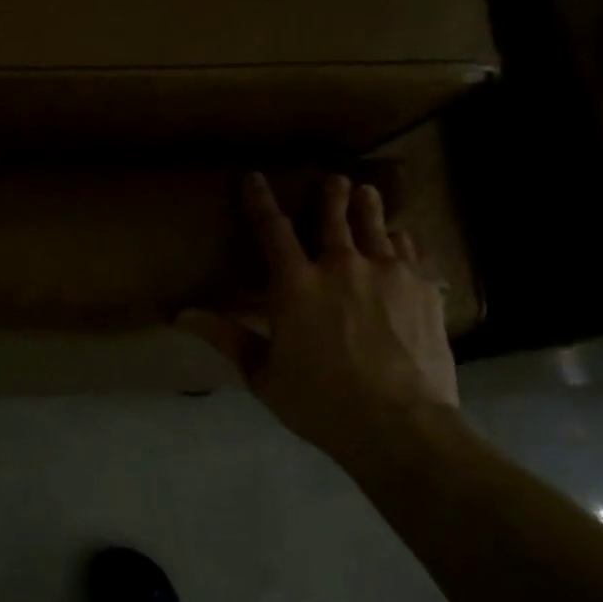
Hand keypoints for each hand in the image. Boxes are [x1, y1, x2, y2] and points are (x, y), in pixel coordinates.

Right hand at [182, 173, 457, 446]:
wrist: (399, 424)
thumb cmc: (320, 402)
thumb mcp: (262, 374)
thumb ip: (226, 337)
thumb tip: (181, 315)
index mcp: (295, 284)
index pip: (272, 229)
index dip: (260, 200)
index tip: (255, 177)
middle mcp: (340, 266)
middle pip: (333, 218)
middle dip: (331, 195)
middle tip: (334, 179)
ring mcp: (386, 273)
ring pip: (375, 227)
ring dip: (368, 207)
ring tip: (367, 192)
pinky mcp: (421, 289)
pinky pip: (409, 252)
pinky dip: (400, 241)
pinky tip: (402, 238)